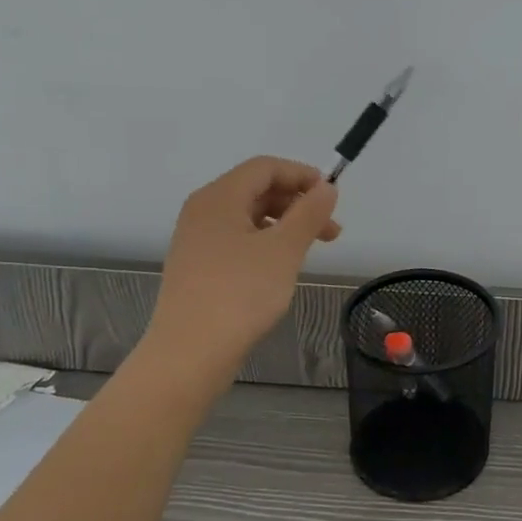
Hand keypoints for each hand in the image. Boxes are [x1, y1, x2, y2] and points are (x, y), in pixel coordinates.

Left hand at [142, 157, 340, 369]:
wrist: (189, 353)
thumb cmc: (240, 294)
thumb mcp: (283, 250)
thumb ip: (308, 213)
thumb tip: (326, 188)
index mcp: (218, 198)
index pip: (264, 167)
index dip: (301, 175)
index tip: (332, 196)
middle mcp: (202, 211)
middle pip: (256, 190)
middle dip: (297, 203)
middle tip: (331, 230)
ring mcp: (197, 240)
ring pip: (248, 217)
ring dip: (285, 225)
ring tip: (311, 250)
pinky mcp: (198, 267)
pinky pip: (237, 240)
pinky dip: (266, 243)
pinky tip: (281, 267)